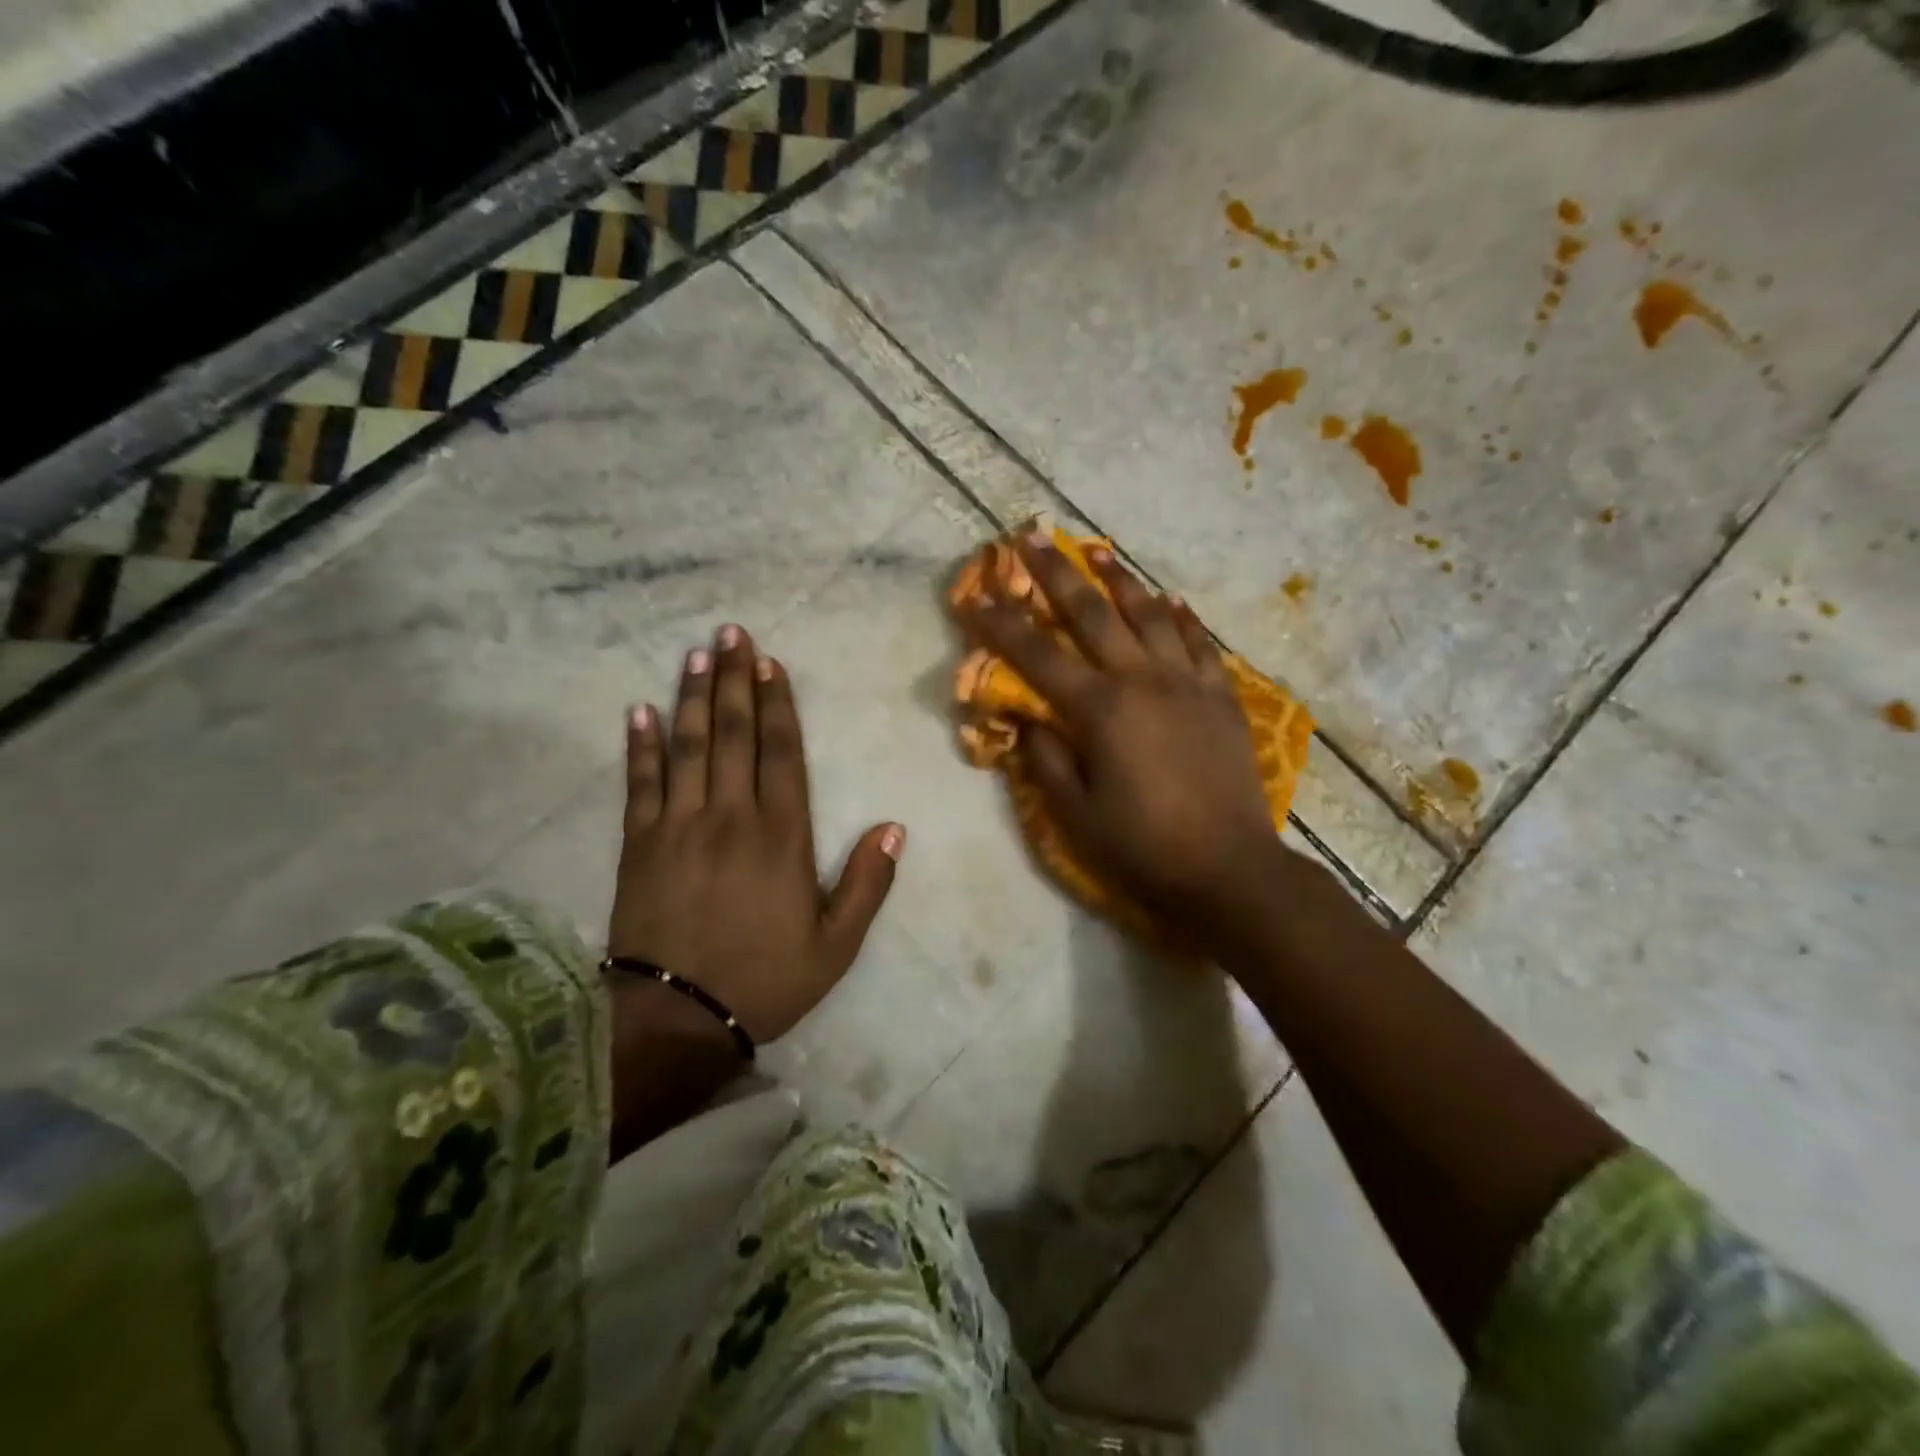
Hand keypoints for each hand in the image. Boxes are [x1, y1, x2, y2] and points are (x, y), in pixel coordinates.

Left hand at [607, 624, 904, 1046]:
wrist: (678, 1019)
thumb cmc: (765, 979)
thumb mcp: (836, 945)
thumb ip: (867, 884)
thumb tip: (894, 827)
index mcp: (782, 836)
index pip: (781, 752)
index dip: (777, 703)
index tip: (770, 663)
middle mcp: (731, 816)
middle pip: (733, 734)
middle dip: (733, 680)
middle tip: (730, 633)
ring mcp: (679, 826)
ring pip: (688, 746)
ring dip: (692, 697)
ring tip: (695, 654)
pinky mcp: (639, 845)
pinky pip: (640, 784)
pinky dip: (640, 746)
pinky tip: (638, 711)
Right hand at [960, 530, 1282, 929]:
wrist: (1229, 870)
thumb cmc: (1142, 846)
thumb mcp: (1074, 812)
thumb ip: (1045, 757)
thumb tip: (1024, 716)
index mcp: (1099, 709)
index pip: (1036, 655)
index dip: (1000, 624)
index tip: (975, 594)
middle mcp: (1141, 680)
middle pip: (1091, 613)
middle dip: (1055, 573)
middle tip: (1030, 536)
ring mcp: (1187, 683)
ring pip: (1148, 615)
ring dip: (1119, 579)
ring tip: (1097, 549)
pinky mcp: (1221, 696)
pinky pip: (1199, 643)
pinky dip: (1181, 618)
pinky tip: (1170, 600)